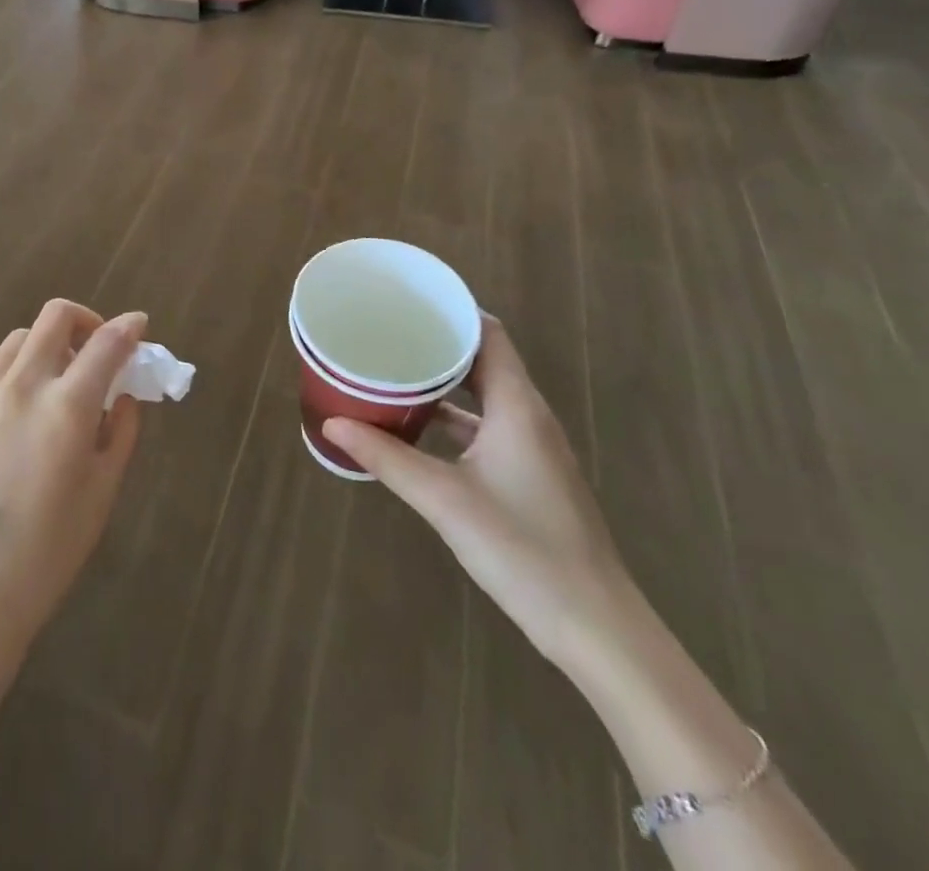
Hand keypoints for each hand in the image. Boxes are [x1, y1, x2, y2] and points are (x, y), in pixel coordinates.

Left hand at [0, 300, 145, 684]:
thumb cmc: (48, 552)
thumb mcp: (103, 492)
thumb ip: (122, 431)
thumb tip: (123, 393)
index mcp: (67, 408)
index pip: (107, 344)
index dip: (130, 328)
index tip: (139, 326)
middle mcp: (21, 387)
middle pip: (56, 317)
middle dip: (86, 321)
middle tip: (96, 349)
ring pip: (18, 338)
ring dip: (45, 347)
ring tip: (52, 380)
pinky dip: (1, 364)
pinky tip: (8, 390)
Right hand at [323, 315, 632, 670]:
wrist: (596, 628)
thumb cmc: (523, 549)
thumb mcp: (444, 499)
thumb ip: (387, 458)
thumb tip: (332, 424)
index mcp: (518, 406)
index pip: (489, 333)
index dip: (453, 310)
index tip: (408, 300)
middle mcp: (529, 417)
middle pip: (484, 360)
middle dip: (439, 343)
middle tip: (390, 332)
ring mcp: (533, 448)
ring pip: (485, 395)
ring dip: (445, 381)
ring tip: (396, 371)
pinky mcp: (531, 475)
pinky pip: (488, 426)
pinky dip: (455, 417)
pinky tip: (420, 429)